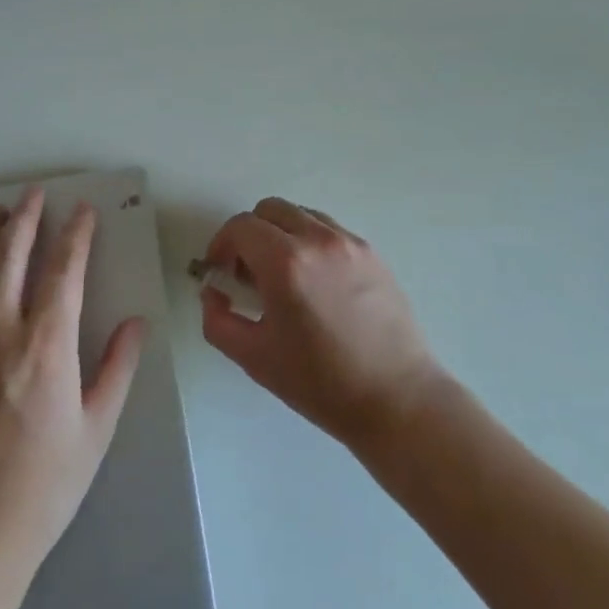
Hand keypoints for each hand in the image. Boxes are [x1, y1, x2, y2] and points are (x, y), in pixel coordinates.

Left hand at [0, 188, 144, 575]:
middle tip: (34, 194)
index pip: (64, 270)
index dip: (76, 235)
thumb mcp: (96, 429)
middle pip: (9, 256)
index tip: (83, 211)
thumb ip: (117, 369)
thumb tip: (136, 323)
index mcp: (47, 344)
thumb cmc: (43, 487)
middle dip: (25, 218)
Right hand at [199, 198, 441, 448]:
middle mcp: (319, 240)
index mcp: (286, 262)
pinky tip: (314, 283)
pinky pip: (329, 230)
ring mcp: (350, 243)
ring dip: (281, 234)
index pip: (241, 227)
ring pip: (301, 215)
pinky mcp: (372, 253)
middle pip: (270, 210)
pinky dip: (310, 242)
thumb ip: (217, 319)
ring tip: (282, 277)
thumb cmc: (320, 382)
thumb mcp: (254, 357)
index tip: (219, 272)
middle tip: (247, 273)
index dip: (221, 245)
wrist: (395, 398)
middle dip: (249, 235)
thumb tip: (213, 292)